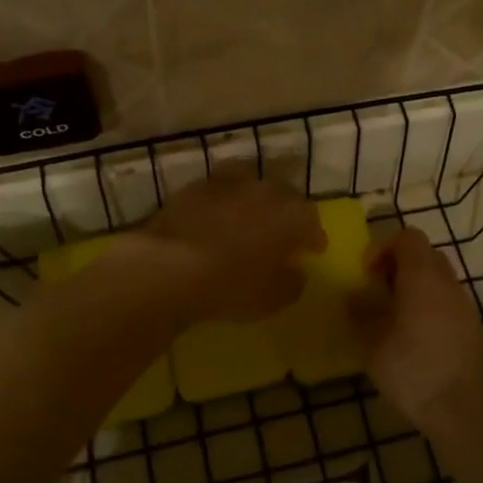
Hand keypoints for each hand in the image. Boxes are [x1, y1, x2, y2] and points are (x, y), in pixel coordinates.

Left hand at [139, 171, 325, 322]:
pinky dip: (226, 199)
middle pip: (286, 195)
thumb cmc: (229, 286)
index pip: (312, 221)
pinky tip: (219, 214)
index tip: (312, 251)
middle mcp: (266, 190)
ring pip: (253, 183)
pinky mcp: (199, 185)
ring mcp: (231, 182)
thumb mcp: (271, 300)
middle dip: (288, 212)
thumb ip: (292, 284)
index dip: (314, 237)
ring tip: (251, 217)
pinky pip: (222, 187)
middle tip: (283, 233)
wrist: (169, 266)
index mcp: (292, 216)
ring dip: (257, 198)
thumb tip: (296, 272)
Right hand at [349, 228, 482, 428]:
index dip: (382, 247)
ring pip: (437, 279)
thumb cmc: (413, 369)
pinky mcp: (472, 329)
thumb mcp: (371, 343)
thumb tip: (355, 295)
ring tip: (391, 316)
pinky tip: (412, 337)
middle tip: (377, 291)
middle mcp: (447, 283)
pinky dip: (427, 306)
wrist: (464, 410)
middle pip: (424, 255)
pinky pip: (446, 302)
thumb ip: (360, 312)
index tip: (365, 273)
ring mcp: (464, 306)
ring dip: (413, 287)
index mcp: (422, 277)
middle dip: (397, 266)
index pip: (407, 237)